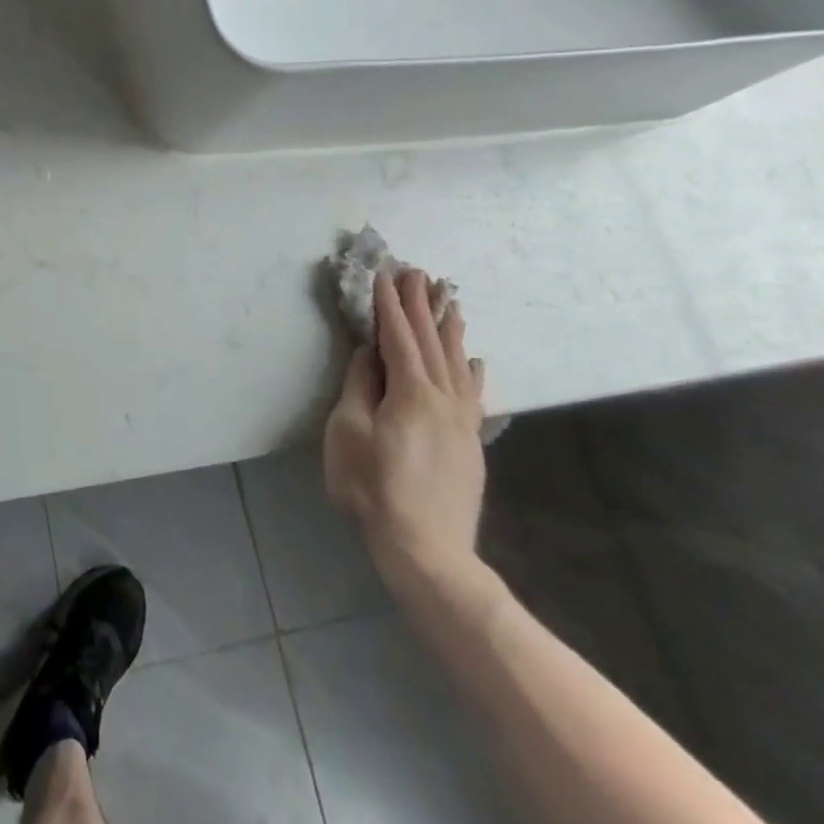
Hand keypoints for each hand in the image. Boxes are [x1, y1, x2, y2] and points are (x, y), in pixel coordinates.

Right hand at [324, 268, 486, 597]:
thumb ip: (360, 387)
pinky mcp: (469, 444)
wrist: (427, 551)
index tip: (384, 274)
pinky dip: (472, 370)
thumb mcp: (349, 433)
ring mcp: (461, 422)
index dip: (390, 304)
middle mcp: (443, 399)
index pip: (398, 337)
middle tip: (417, 272)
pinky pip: (472, 393)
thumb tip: (369, 354)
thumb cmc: (374, 488)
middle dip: (422, 305)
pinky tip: (475, 360)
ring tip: (449, 300)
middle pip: (432, 342)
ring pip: (458, 362)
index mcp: (411, 392)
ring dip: (450, 328)